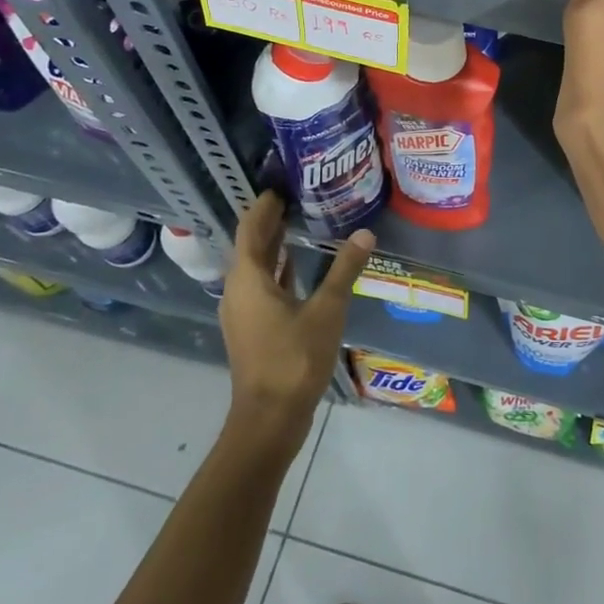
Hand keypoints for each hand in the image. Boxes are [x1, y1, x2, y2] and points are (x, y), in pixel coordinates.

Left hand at [220, 192, 373, 451]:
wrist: (269, 418)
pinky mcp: (252, 328)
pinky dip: (277, 269)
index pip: (251, 228)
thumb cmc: (294, 359)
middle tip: (296, 196)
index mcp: (248, 279)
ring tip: (298, 222)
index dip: (264, 205)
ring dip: (273, 245)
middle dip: (270, 221)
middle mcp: (238, 290)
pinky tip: (295, 265)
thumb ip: (344, 270)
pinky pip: (261, 286)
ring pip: (255, 267)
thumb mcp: (327, 311)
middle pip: (250, 245)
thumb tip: (365, 234)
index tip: (281, 185)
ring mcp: (242, 311)